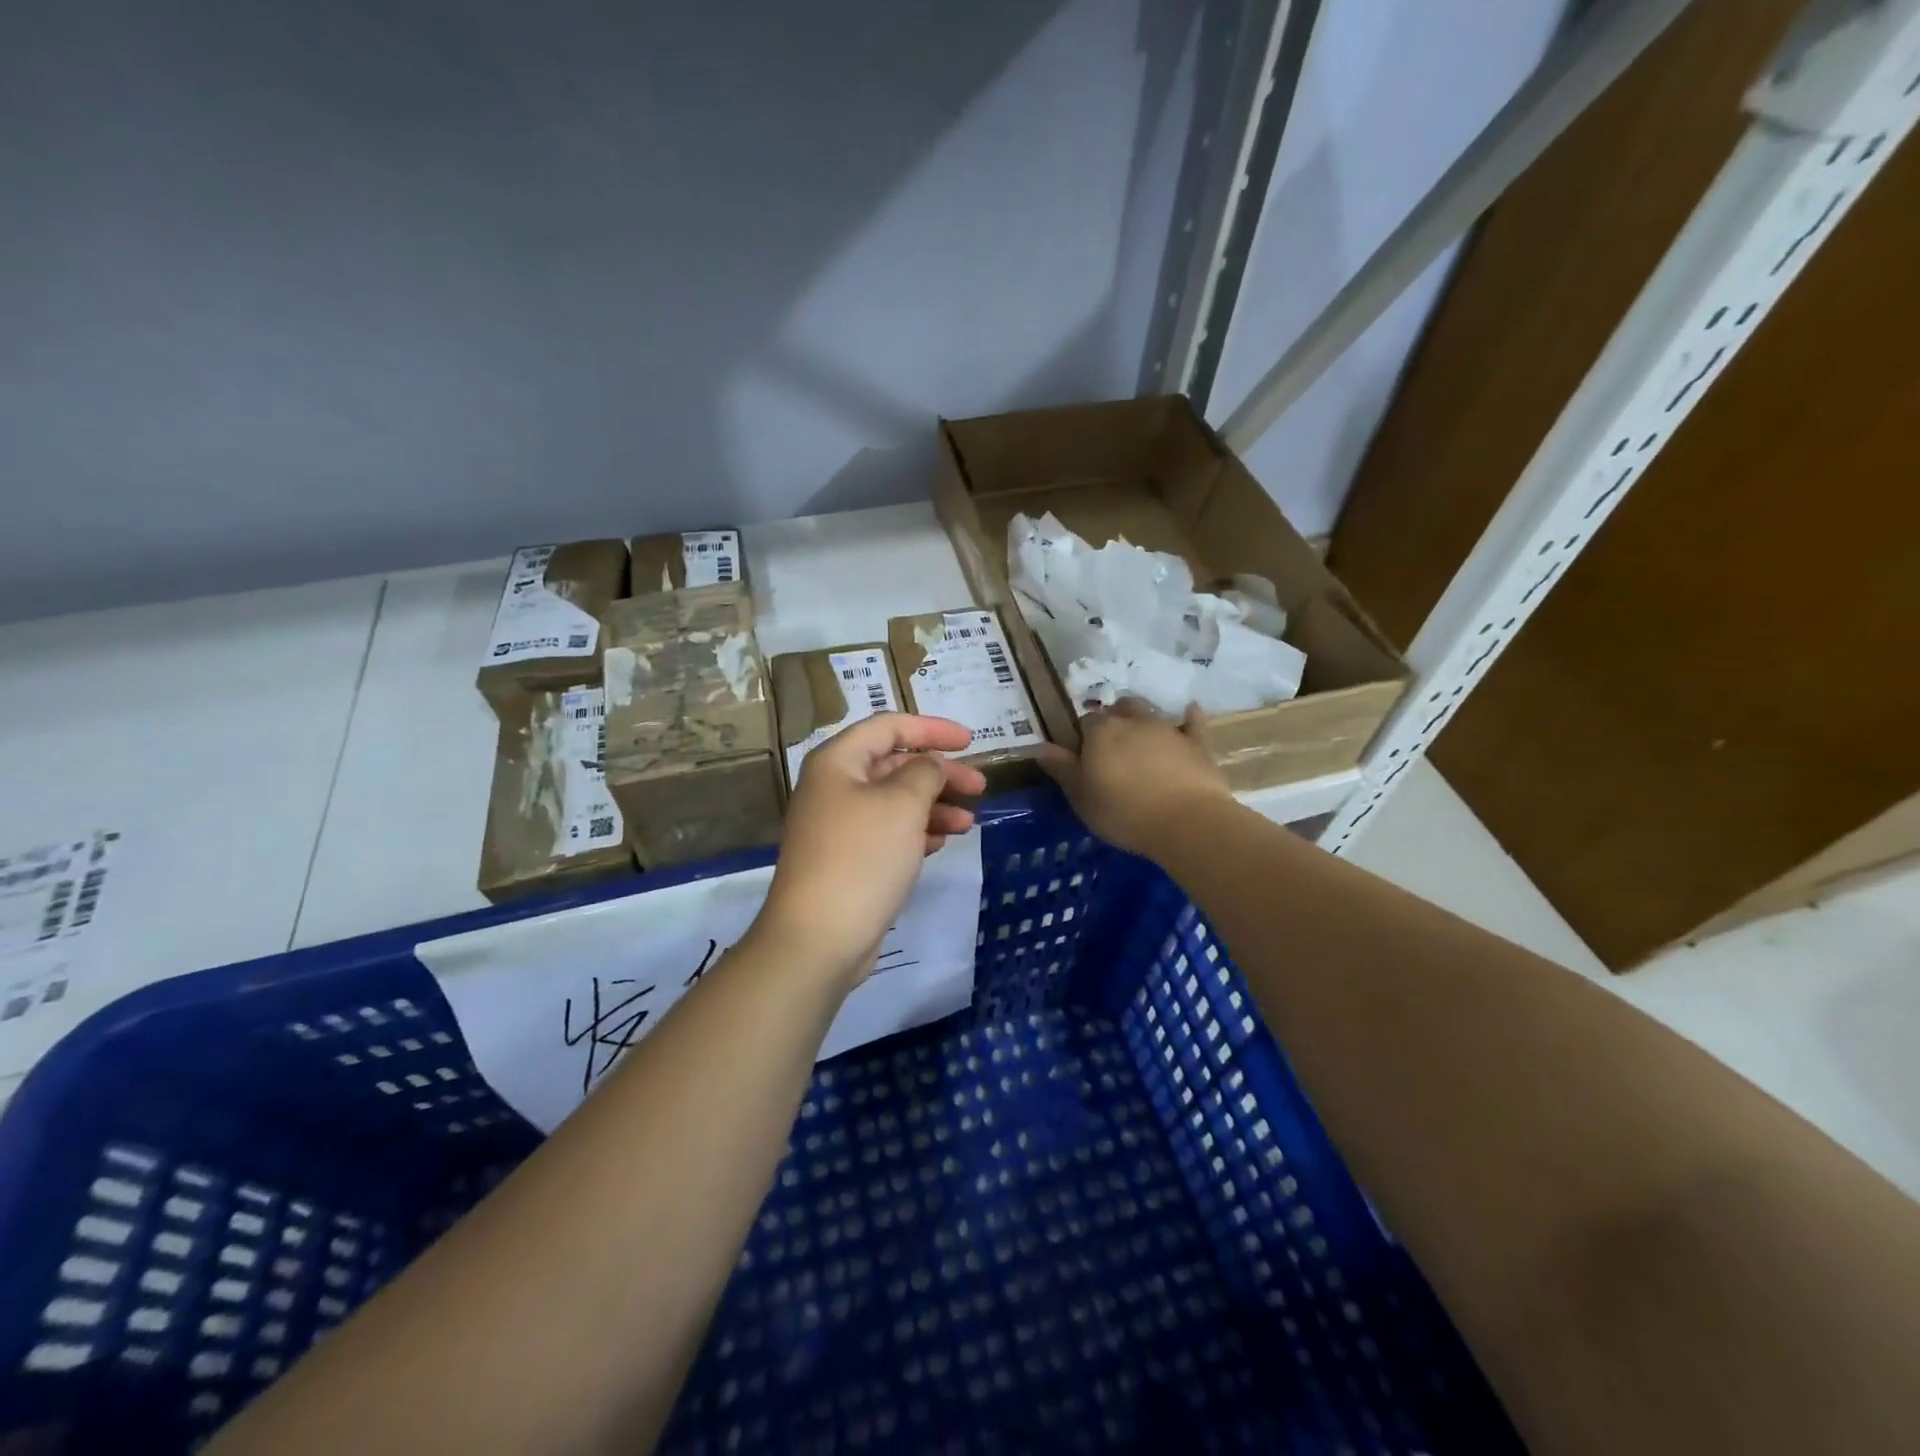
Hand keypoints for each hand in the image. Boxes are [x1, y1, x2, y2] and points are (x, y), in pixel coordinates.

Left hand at [754, 713, 987, 988]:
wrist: (819, 938)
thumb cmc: (862, 857)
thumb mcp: (902, 804)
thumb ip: (925, 772)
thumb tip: (931, 765)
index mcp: (838, 761)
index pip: (889, 726)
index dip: (932, 728)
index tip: (971, 741)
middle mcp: (834, 786)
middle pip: (894, 764)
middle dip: (940, 773)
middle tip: (979, 788)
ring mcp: (838, 825)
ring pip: (894, 801)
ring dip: (934, 806)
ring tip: (968, 824)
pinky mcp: (847, 859)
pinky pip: (888, 832)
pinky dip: (917, 831)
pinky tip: (942, 843)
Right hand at [1038, 698, 1229, 856]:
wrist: (1186, 822)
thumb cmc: (1123, 812)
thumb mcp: (1081, 797)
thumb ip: (1061, 768)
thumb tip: (1040, 746)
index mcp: (1100, 732)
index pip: (1083, 723)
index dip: (1082, 739)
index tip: (1082, 760)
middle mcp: (1133, 720)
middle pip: (1117, 709)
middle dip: (1112, 722)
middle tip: (1110, 750)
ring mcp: (1167, 728)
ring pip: (1149, 712)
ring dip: (1141, 721)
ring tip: (1138, 742)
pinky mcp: (1197, 742)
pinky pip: (1192, 721)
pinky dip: (1187, 718)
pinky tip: (1188, 714)